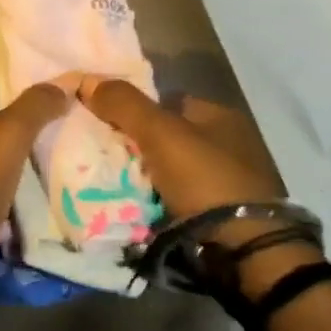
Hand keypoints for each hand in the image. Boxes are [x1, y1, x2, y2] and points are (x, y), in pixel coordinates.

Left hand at [0, 83, 71, 314]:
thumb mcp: (3, 137)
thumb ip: (33, 109)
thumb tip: (61, 86)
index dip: (19, 100)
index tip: (58, 102)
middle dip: (31, 140)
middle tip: (74, 135)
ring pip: (3, 176)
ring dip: (32, 176)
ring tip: (76, 167)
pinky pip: (4, 209)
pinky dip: (26, 208)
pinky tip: (60, 205)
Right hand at [78, 77, 288, 245]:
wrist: (244, 250)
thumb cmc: (205, 178)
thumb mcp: (159, 131)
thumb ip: (123, 103)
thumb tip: (85, 80)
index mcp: (220, 116)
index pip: (166, 101)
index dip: (133, 108)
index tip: (103, 123)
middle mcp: (227, 144)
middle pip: (166, 137)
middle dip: (135, 145)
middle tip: (102, 156)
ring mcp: (227, 182)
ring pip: (169, 171)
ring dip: (144, 177)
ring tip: (110, 184)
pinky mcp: (222, 217)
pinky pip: (176, 200)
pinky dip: (156, 202)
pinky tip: (135, 207)